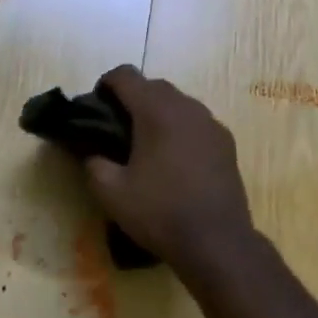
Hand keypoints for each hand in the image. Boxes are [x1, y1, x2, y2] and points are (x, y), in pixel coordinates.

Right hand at [85, 66, 254, 271]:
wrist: (217, 242)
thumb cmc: (159, 212)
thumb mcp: (111, 192)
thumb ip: (93, 163)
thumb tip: (91, 152)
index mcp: (156, 111)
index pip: (125, 75)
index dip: (105, 85)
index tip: (96, 109)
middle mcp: (187, 107)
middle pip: (153, 85)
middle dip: (131, 99)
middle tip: (116, 130)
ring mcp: (211, 124)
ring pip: (177, 103)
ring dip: (157, 113)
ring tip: (145, 146)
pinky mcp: (226, 143)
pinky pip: (195, 122)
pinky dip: (179, 129)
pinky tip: (173, 161)